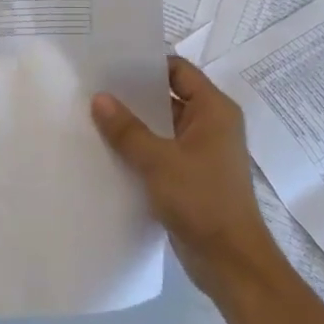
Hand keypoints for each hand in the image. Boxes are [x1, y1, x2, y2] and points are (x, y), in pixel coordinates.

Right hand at [91, 57, 288, 307]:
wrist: (230, 262)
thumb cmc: (202, 200)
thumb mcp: (159, 161)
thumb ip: (127, 129)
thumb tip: (99, 98)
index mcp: (214, 110)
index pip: (178, 70)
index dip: (146, 64)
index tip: (110, 62)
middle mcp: (211, 125)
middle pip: (168, 96)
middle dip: (133, 94)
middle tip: (93, 86)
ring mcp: (201, 152)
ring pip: (162, 126)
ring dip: (134, 123)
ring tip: (93, 115)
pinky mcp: (191, 176)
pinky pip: (161, 151)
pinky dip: (139, 148)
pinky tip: (108, 149)